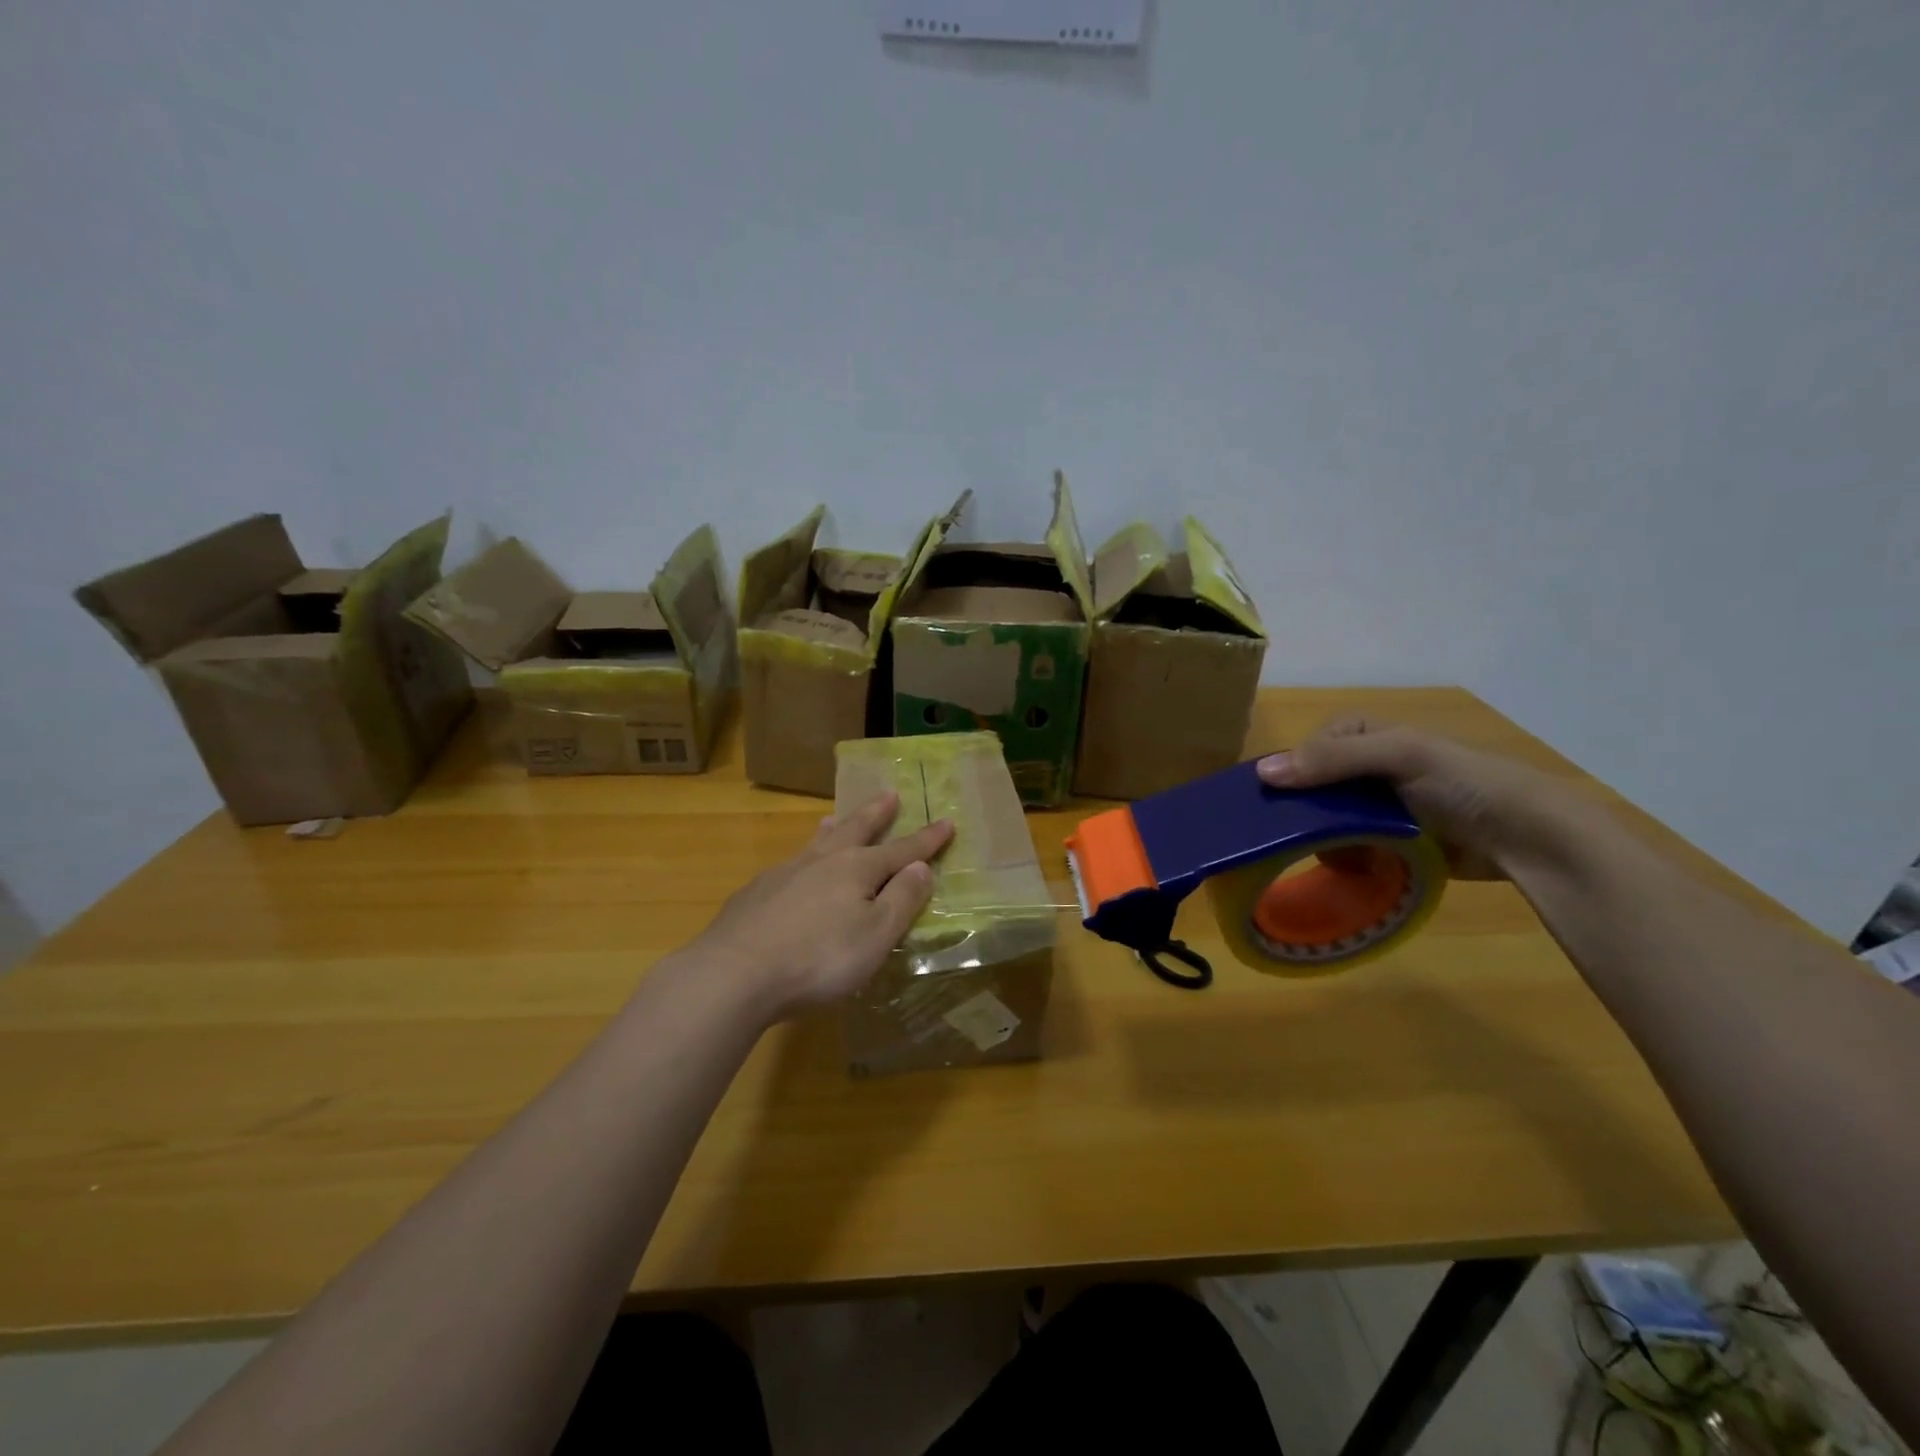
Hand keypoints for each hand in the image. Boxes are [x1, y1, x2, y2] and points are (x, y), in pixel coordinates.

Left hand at [690, 791, 953, 1017]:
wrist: (735, 973)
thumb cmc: (818, 959)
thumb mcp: (875, 936)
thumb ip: (901, 900)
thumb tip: (920, 867)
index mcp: (856, 869)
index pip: (901, 849)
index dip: (927, 840)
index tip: (947, 821)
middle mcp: (822, 861)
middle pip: (856, 829)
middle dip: (877, 813)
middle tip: (889, 793)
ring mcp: (784, 873)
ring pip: (817, 842)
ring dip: (834, 827)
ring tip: (836, 818)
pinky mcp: (755, 893)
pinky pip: (788, 865)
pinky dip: (801, 858)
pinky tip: (792, 870)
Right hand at [1256, 717, 1593, 879]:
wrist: (1527, 837)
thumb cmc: (1463, 782)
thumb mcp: (1398, 756)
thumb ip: (1331, 759)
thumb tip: (1262, 773)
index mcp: (1364, 733)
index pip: (1306, 749)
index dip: (1291, 771)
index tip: (1279, 801)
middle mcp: (1364, 766)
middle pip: (1311, 786)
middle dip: (1304, 811)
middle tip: (1296, 835)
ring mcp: (1376, 806)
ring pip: (1323, 819)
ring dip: (1321, 838)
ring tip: (1330, 855)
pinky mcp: (1386, 840)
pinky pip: (1346, 845)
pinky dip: (1342, 856)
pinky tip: (1349, 866)